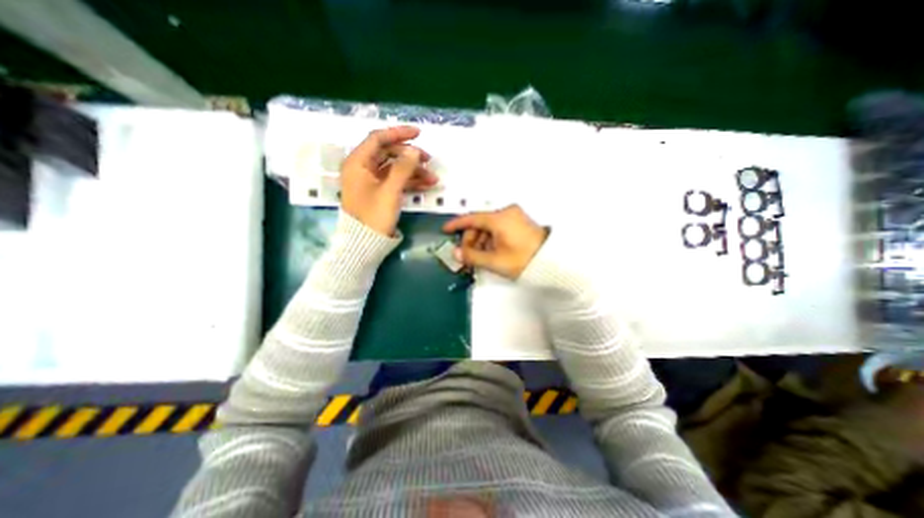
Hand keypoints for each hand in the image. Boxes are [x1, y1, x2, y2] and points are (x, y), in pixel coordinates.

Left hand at [341, 125, 436, 234]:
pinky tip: (427, 185)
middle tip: (429, 160)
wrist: (365, 243)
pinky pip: (396, 181)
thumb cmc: (374, 216)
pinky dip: (410, 182)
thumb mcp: (390, 191)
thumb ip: (403, 168)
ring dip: (414, 171)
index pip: (378, 139)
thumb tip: (414, 150)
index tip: (419, 133)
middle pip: (388, 154)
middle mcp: (363, 168)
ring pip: (395, 168)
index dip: (398, 134)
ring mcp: (371, 181)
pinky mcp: (379, 192)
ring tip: (433, 178)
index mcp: (357, 163)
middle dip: (410, 156)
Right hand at [442, 205, 547, 278]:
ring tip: (480, 257)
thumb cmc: (525, 259)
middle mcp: (507, 212)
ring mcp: (515, 216)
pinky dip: (491, 238)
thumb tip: (457, 253)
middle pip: (480, 223)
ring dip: (481, 240)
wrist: (550, 262)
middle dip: (471, 239)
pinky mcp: (519, 222)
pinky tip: (491, 251)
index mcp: (500, 218)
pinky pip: (498, 227)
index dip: (456, 224)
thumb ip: (471, 256)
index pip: (471, 218)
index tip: (447, 229)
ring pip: (489, 226)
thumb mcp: (494, 260)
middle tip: (467, 255)